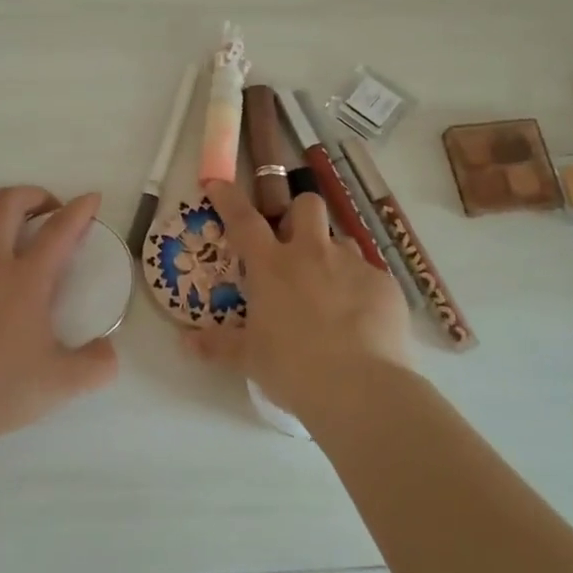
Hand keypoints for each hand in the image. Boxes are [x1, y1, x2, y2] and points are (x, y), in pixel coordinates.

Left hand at [0, 186, 119, 449]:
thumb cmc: (0, 391)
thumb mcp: (62, 384)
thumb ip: (97, 365)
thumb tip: (109, 350)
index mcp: (26, 280)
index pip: (60, 229)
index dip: (80, 209)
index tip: (91, 199)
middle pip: (8, 202)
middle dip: (33, 194)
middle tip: (47, 212)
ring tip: (5, 233)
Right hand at [190, 180, 411, 422]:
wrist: (359, 387)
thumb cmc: (292, 368)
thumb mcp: (249, 358)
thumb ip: (219, 345)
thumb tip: (187, 342)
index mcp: (272, 267)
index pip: (244, 220)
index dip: (229, 198)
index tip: (219, 185)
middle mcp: (312, 254)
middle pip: (307, 205)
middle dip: (299, 214)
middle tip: (294, 243)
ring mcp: (352, 265)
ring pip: (341, 240)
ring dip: (331, 256)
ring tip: (331, 291)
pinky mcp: (385, 284)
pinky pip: (369, 275)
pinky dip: (360, 290)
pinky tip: (360, 320)